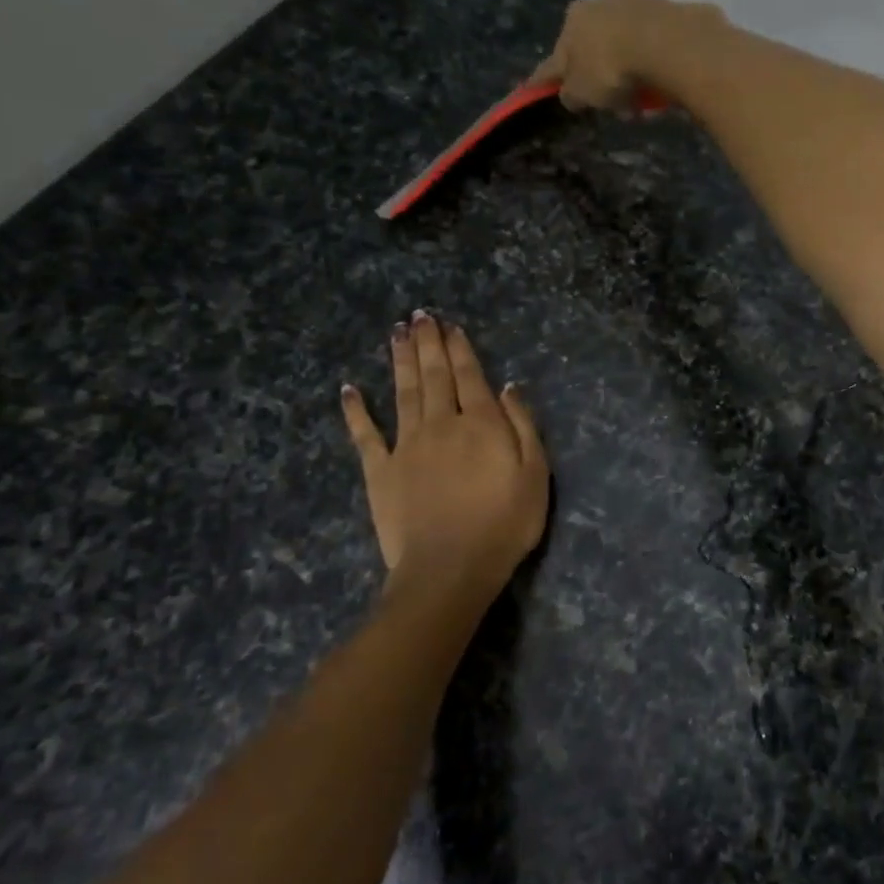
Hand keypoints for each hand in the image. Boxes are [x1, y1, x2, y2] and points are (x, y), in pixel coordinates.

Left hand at [341, 313, 549, 595]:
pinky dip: (356, 410)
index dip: (460, 348)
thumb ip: (523, 426)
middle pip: (434, 375)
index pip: (469, 376)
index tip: (450, 326)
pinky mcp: (380, 470)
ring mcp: (406, 445)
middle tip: (419, 316)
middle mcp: (441, 423)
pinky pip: (364, 434)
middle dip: (428, 344)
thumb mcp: (535, 474)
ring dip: (399, 360)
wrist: (450, 568)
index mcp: (480, 424)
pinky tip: (348, 389)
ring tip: (396, 333)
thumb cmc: (504, 524)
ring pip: (402, 392)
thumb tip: (508, 387)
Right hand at [530, 0, 723, 111]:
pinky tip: (657, 86)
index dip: (546, 78)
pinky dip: (649, 66)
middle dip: (597, 75)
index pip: (554, 57)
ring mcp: (634, 3)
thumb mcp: (581, 92)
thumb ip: (571, 94)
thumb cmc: (611, 68)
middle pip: (592, 47)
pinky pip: (651, 47)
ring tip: (637, 101)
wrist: (666, 43)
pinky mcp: (666, 11)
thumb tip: (570, 94)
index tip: (539, 89)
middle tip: (607, 102)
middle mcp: (599, 4)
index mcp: (572, 21)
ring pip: (623, 46)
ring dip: (627, 72)